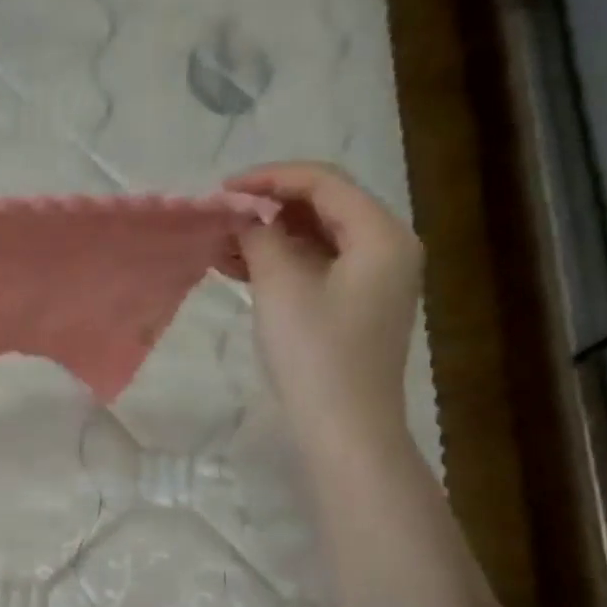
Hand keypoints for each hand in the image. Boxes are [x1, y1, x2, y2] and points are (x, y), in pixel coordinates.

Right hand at [230, 161, 423, 465]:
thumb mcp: (281, 287)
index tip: (221, 191)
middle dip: (267, 207)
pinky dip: (279, 264)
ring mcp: (373, 281)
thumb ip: (260, 238)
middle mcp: (386, 248)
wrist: (344, 428)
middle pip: (323, 207)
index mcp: (381, 234)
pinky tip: (238, 268)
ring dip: (269, 237)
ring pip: (316, 239)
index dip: (270, 179)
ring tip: (219, 244)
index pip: (324, 183)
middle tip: (219, 217)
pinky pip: (315, 268)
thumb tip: (243, 216)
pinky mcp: (354, 308)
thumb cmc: (316, 354)